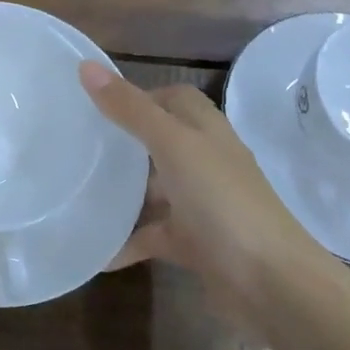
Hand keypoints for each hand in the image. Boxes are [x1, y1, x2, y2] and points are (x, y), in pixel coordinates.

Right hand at [82, 62, 311, 292]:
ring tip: (77, 190)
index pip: (174, 98)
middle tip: (80, 145)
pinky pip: (153, 235)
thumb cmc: (223, 201)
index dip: (141, 95)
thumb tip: (86, 65)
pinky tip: (95, 251)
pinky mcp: (195, 242)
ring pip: (155, 189)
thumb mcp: (172, 146)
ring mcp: (201, 203)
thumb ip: (130, 109)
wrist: (272, 283)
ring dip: (122, 192)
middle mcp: (205, 161)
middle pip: (161, 141)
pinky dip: (127, 241)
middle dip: (124, 142)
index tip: (97, 103)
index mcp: (205, 130)